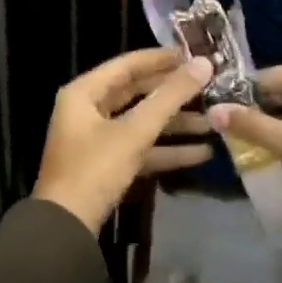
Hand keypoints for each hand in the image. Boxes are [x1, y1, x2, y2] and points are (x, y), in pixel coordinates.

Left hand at [34, 48, 215, 232]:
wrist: (66, 228)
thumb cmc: (94, 169)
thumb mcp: (134, 131)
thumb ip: (170, 97)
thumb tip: (204, 64)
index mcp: (84, 92)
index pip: (128, 64)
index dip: (162, 58)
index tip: (195, 54)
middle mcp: (88, 110)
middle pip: (137, 93)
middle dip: (174, 93)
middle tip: (210, 86)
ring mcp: (98, 139)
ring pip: (142, 122)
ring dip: (176, 124)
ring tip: (215, 122)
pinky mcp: (108, 165)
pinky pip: (141, 149)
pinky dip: (168, 150)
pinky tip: (203, 153)